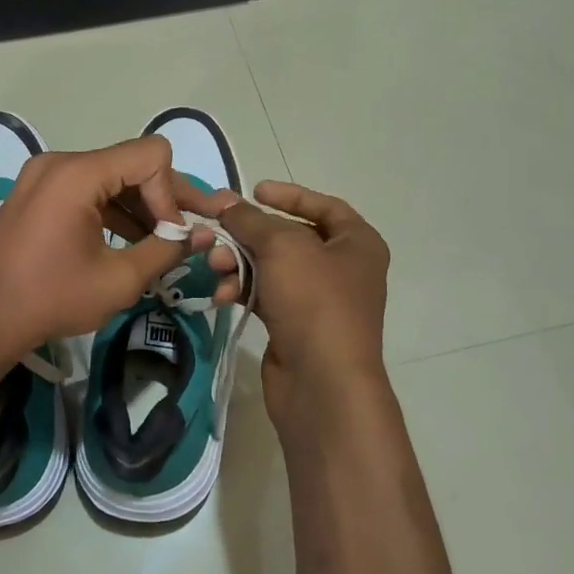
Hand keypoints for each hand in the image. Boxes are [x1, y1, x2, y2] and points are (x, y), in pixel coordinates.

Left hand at [0, 136, 222, 368]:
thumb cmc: (50, 299)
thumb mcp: (118, 280)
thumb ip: (166, 250)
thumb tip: (203, 236)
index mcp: (78, 174)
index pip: (151, 155)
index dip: (172, 193)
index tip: (171, 235)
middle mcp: (60, 163)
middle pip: (131, 163)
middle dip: (162, 198)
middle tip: (191, 232)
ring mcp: (44, 176)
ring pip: (110, 177)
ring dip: (139, 206)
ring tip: (161, 243)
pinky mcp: (36, 193)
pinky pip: (86, 189)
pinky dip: (112, 209)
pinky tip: (129, 241)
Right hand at [193, 180, 389, 427]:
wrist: (322, 382)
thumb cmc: (314, 300)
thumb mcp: (281, 246)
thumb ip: (250, 219)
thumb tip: (224, 202)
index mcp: (357, 243)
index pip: (324, 206)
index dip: (289, 195)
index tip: (254, 190)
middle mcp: (343, 269)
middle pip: (289, 237)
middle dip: (249, 234)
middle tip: (216, 231)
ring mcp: (319, 300)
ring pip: (271, 267)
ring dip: (239, 262)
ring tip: (215, 266)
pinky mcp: (295, 326)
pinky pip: (264, 295)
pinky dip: (242, 290)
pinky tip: (221, 295)